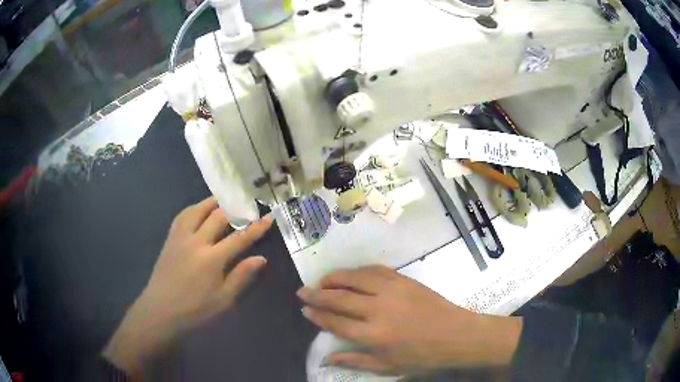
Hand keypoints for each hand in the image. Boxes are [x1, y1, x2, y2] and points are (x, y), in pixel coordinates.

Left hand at [103, 197, 272, 372]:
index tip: (268, 217)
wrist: (161, 310)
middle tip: (246, 206)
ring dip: (212, 202)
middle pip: (218, 217)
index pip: (239, 238)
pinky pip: (182, 216)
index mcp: (212, 259)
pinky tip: (198, 210)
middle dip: (235, 209)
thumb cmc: (195, 310)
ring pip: (197, 210)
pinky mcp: (170, 239)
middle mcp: (196, 241)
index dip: (256, 227)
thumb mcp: (224, 300)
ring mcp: (180, 237)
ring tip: (223, 200)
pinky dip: (194, 209)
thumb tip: (260, 259)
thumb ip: (241, 276)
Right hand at [297, 266, 521, 375]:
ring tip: (321, 281)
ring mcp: (392, 291)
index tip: (304, 309)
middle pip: (339, 298)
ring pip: (355, 278)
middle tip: (302, 291)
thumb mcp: (387, 367)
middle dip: (316, 294)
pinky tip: (351, 274)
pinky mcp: (404, 280)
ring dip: (334, 277)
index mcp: (374, 335)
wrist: (456, 335)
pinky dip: (358, 270)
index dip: (317, 315)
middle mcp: (378, 310)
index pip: (335, 322)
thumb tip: (327, 358)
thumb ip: (355, 361)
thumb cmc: (422, 356)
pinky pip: (375, 270)